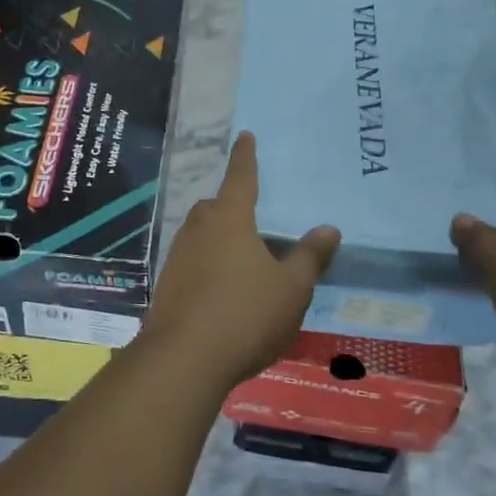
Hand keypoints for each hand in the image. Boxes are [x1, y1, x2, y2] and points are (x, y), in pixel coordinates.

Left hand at [141, 132, 340, 389]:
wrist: (183, 359)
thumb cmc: (245, 315)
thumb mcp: (290, 288)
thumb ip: (309, 257)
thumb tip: (328, 228)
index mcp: (230, 219)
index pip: (241, 177)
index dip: (246, 157)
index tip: (245, 135)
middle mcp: (199, 228)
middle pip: (217, 206)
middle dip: (232, 205)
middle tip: (252, 215)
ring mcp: (178, 255)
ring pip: (202, 234)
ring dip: (219, 237)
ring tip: (241, 257)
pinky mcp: (167, 282)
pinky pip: (192, 260)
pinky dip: (208, 264)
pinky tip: (221, 289)